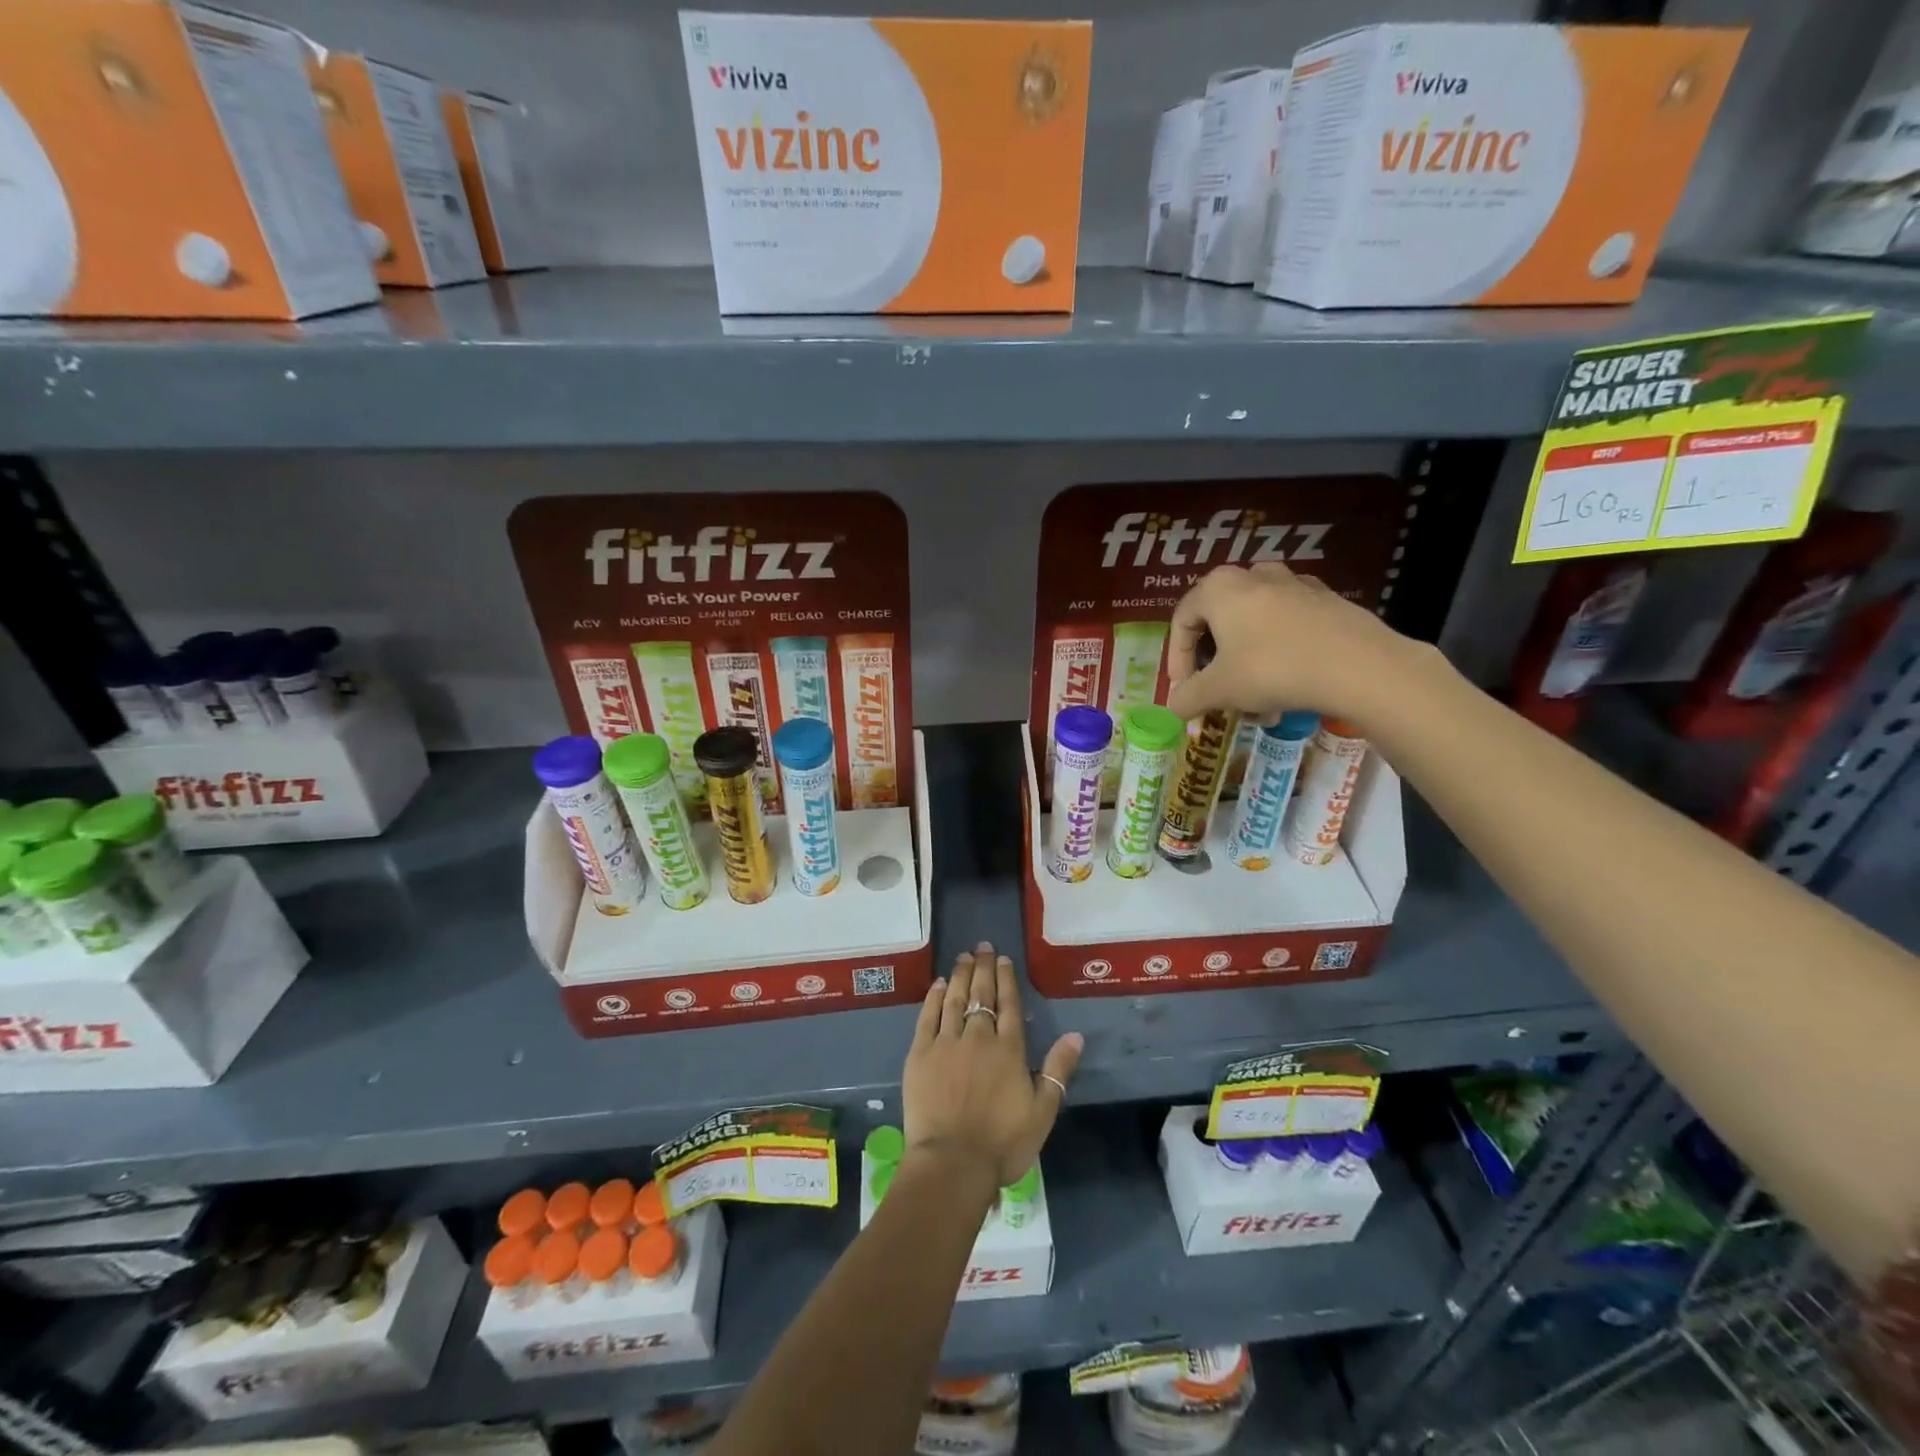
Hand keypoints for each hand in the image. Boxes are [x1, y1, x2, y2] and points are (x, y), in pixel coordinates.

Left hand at [902, 942, 1083, 1191]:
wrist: (953, 1163)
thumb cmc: (1003, 1142)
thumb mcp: (1043, 1111)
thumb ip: (1058, 1070)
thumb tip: (1075, 1035)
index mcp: (1009, 1049)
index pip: (1008, 1004)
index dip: (1005, 979)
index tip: (1002, 959)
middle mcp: (978, 1037)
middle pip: (981, 994)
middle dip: (982, 968)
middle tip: (981, 946)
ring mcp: (946, 1042)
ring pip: (953, 999)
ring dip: (958, 975)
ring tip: (962, 957)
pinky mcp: (920, 1054)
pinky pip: (927, 1016)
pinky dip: (932, 997)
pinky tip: (936, 985)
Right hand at [1166, 562, 1416, 723]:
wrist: (1359, 666)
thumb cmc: (1273, 669)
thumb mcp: (1220, 690)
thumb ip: (1188, 697)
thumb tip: (1174, 707)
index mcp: (1219, 588)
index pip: (1182, 620)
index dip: (1177, 658)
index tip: (1185, 689)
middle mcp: (1254, 575)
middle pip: (1220, 619)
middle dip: (1215, 660)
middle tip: (1218, 690)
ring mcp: (1295, 583)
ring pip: (1256, 623)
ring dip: (1247, 658)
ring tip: (1256, 695)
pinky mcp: (1327, 600)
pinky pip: (1289, 624)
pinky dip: (1279, 650)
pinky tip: (1290, 682)